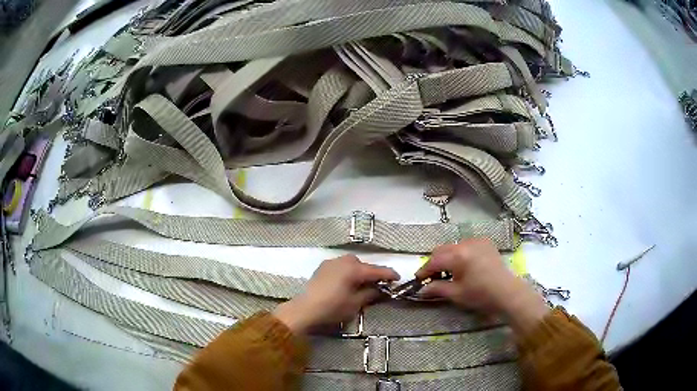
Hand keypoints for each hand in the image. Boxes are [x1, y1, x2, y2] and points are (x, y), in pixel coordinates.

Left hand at [273, 255, 398, 333]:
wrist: (305, 309)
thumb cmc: (332, 308)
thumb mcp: (355, 304)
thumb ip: (370, 293)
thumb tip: (380, 289)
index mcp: (354, 269)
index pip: (376, 270)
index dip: (389, 274)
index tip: (398, 278)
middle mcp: (343, 261)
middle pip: (363, 265)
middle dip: (372, 273)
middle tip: (379, 284)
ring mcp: (331, 263)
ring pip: (351, 263)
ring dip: (359, 271)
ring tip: (361, 284)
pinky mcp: (322, 267)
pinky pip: (340, 266)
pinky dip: (347, 271)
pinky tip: (346, 282)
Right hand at [416, 238, 548, 333]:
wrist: (508, 292)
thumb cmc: (481, 295)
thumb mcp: (456, 294)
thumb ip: (437, 288)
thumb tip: (422, 289)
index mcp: (458, 255)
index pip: (434, 260)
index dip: (424, 270)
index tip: (418, 280)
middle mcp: (466, 243)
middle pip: (442, 250)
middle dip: (435, 263)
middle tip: (432, 277)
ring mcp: (477, 241)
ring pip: (454, 246)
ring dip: (447, 257)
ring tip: (449, 272)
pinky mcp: (486, 243)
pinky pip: (466, 245)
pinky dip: (460, 253)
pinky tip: (464, 266)